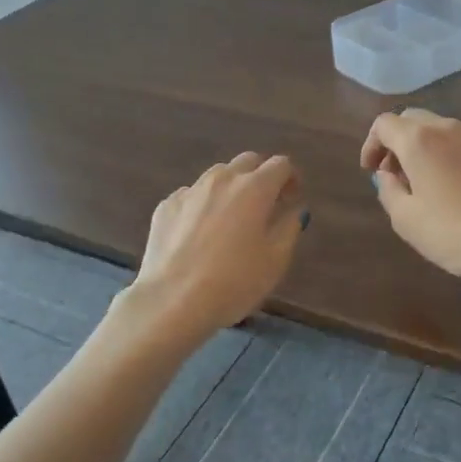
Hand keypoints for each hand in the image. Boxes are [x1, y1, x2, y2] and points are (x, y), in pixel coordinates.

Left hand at [129, 152, 306, 340]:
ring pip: (218, 175)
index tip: (291, 199)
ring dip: (231, 187)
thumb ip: (289, 228)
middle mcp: (222, 179)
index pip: (280, 164)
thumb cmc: (234, 282)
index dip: (291, 178)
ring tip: (232, 218)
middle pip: (248, 161)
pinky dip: (203, 204)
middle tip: (265, 205)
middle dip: (261, 175)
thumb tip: (293, 210)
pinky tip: (200, 232)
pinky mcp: (166, 206)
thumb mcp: (276, 260)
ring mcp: (190, 190)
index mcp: (254, 188)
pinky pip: (192, 195)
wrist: (173, 300)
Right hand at [360, 110, 460, 290]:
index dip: (371, 144)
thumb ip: (388, 190)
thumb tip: (387, 175)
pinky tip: (459, 190)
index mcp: (420, 141)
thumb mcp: (405, 219)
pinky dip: (452, 158)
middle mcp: (449, 130)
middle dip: (397, 141)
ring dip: (426, 148)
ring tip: (426, 183)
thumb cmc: (452, 234)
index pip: (384, 124)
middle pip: (413, 119)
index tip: (370, 171)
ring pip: (443, 131)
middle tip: (395, 174)